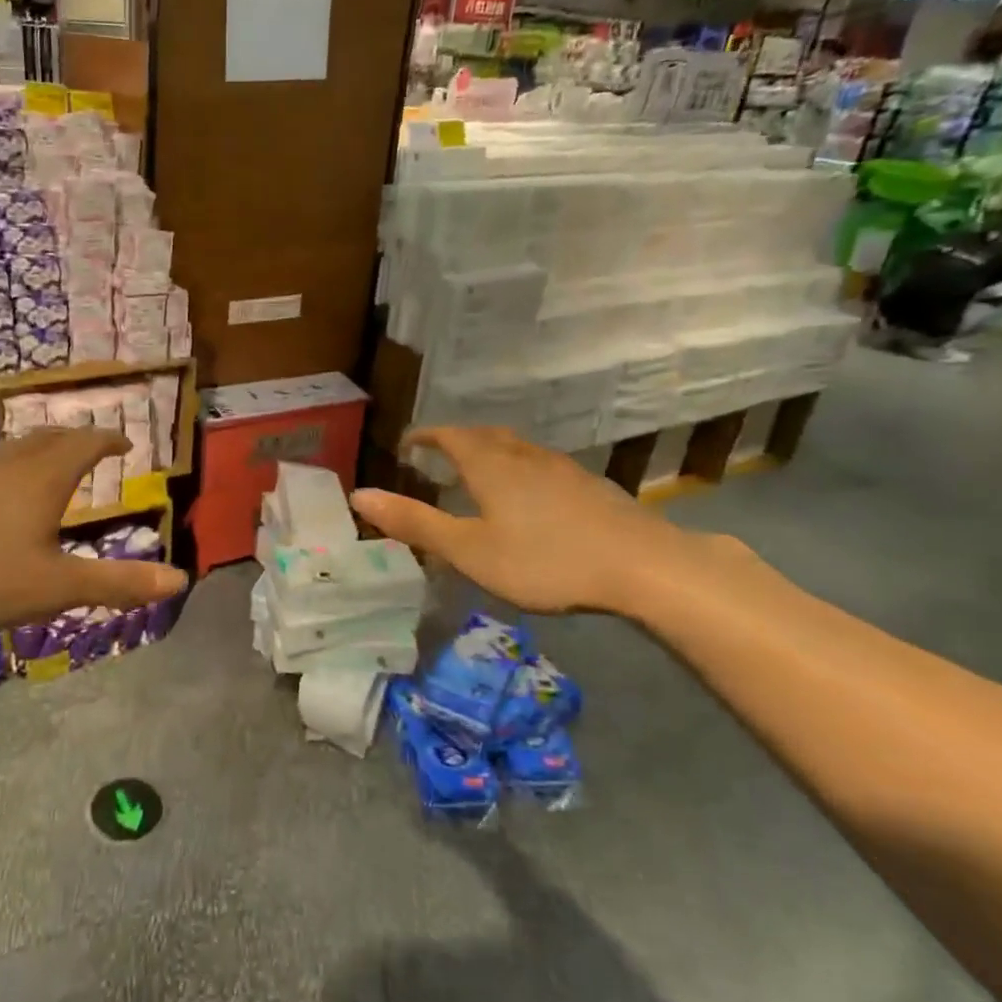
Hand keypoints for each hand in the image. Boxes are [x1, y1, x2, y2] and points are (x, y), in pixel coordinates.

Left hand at [0, 427, 187, 628]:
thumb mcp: (56, 585)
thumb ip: (117, 583)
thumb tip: (179, 579)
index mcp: (46, 475)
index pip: (88, 443)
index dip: (110, 440)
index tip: (125, 442)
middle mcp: (11, 460)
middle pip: (51, 437)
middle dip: (77, 440)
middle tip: (92, 448)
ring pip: (15, 447)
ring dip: (40, 450)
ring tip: (48, 467)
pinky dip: (7, 467)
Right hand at [348, 426, 714, 617]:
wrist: (643, 565)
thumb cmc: (544, 559)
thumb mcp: (469, 549)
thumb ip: (414, 523)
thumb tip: (359, 495)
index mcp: (490, 465)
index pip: (449, 436)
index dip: (425, 436)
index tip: (407, 444)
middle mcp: (524, 456)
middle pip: (484, 436)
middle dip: (456, 440)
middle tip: (438, 454)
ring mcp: (562, 469)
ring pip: (517, 449)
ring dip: (490, 453)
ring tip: (479, 473)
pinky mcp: (590, 487)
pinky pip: (541, 466)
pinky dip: (520, 470)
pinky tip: (530, 497)